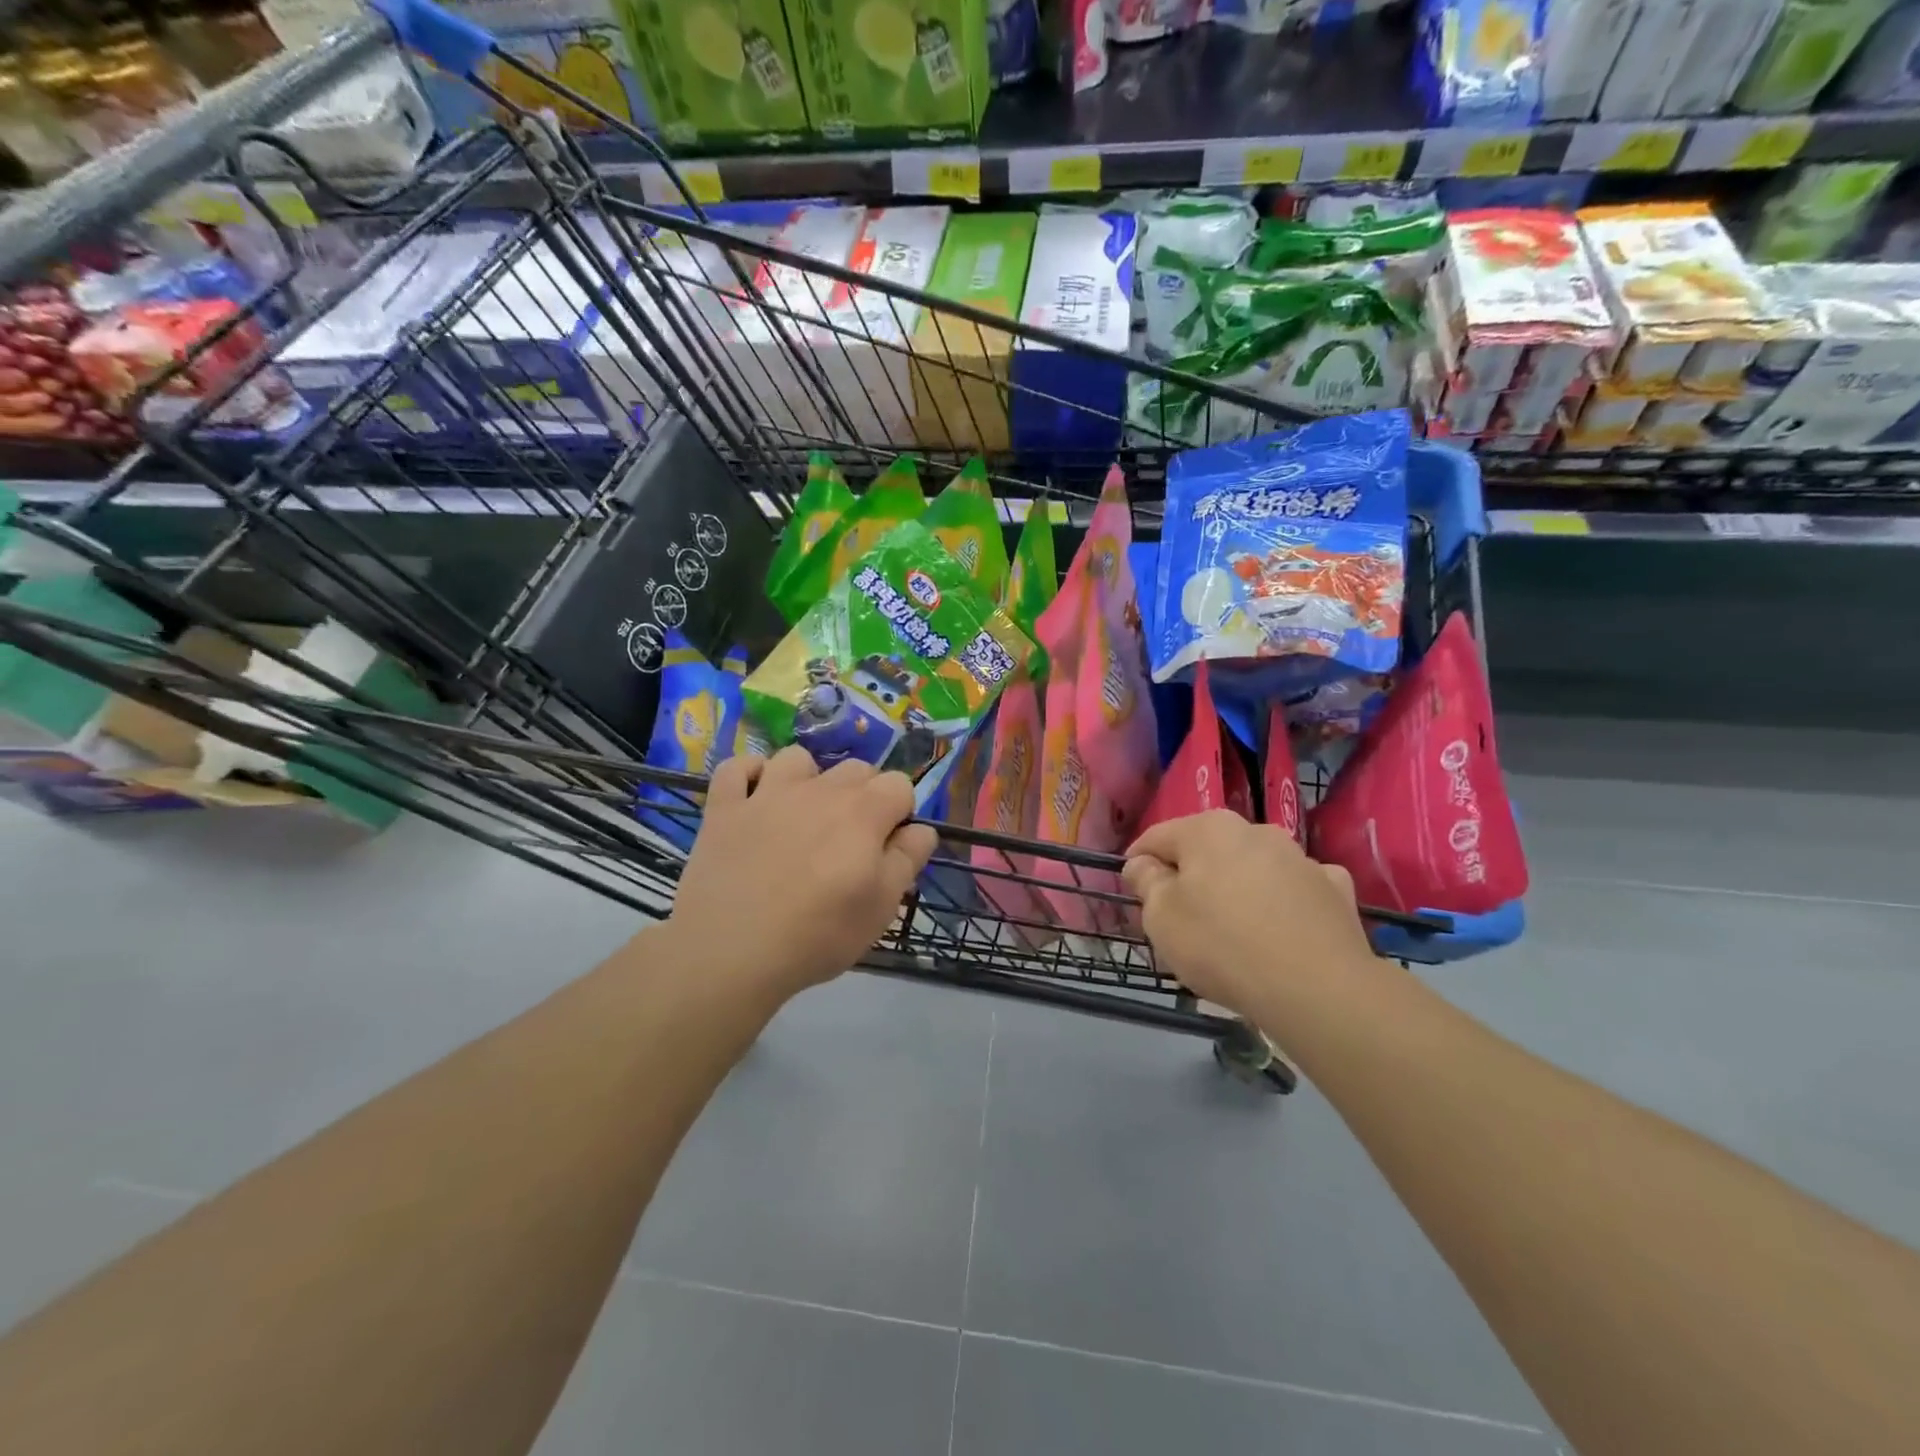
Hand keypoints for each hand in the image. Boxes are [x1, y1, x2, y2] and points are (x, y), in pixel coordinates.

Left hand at [669, 746, 937, 1003]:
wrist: (730, 952)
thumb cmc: (817, 934)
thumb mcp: (881, 908)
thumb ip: (908, 859)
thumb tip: (921, 829)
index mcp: (863, 813)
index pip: (899, 784)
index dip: (900, 812)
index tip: (889, 846)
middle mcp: (818, 790)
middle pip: (856, 768)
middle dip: (863, 795)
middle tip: (849, 840)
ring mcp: (767, 793)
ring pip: (797, 758)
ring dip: (808, 779)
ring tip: (802, 814)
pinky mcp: (724, 807)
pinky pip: (737, 768)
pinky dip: (749, 775)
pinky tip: (754, 797)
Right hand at [1123, 811, 1376, 1021]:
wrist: (1318, 989)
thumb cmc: (1222, 946)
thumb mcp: (1161, 918)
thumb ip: (1146, 882)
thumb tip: (1143, 863)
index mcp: (1208, 829)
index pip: (1157, 837)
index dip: (1138, 863)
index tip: (1133, 892)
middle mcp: (1256, 830)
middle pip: (1207, 850)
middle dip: (1191, 876)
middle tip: (1180, 918)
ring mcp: (1301, 858)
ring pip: (1252, 868)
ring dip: (1236, 887)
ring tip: (1232, 931)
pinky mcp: (1335, 889)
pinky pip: (1294, 890)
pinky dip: (1282, 903)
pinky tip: (1281, 932)